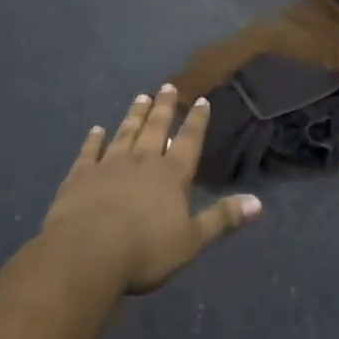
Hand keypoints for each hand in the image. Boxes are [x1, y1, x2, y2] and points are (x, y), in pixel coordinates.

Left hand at [42, 86, 259, 294]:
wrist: (87, 252)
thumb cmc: (145, 250)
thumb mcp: (191, 240)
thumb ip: (222, 219)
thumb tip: (257, 202)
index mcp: (171, 174)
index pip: (189, 141)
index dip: (196, 120)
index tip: (201, 100)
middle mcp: (142, 160)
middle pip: (156, 128)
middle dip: (164, 107)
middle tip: (167, 86)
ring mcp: (109, 164)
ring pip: (126, 132)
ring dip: (134, 115)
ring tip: (140, 97)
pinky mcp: (80, 175)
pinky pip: (89, 151)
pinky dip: (94, 139)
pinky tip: (96, 130)